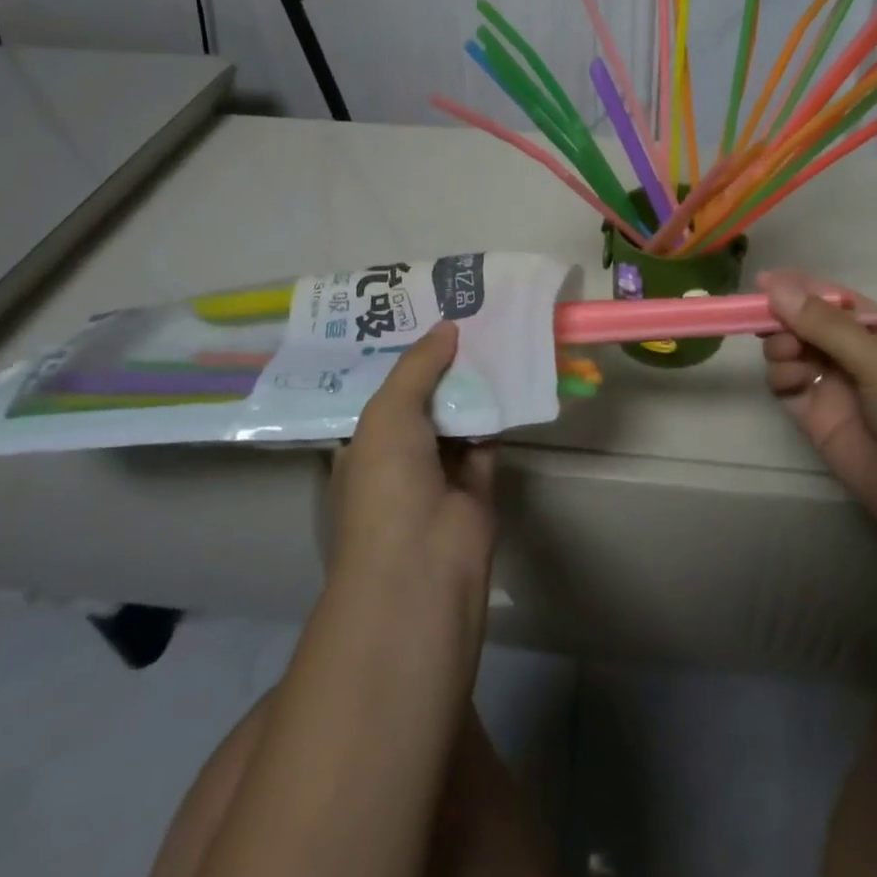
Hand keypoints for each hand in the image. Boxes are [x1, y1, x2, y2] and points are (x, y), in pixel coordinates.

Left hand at [328, 322, 496, 643]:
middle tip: (466, 316)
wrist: (423, 560)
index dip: (403, 357)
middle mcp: (399, 455)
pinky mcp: (477, 481)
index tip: (424, 318)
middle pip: (424, 399)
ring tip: (492, 332)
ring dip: (473, 383)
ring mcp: (439, 471)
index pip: (383, 392)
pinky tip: (512, 372)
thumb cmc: (386, 483)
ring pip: (458, 415)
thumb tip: (448, 326)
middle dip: (442, 364)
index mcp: (364, 444)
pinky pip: (487, 435)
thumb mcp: (388, 413)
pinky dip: (498, 409)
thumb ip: (417, 366)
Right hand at [758, 269, 876, 589]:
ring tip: (787, 355)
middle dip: (785, 317)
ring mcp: (834, 386)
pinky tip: (789, 379)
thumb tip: (775, 285)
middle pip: (805, 322)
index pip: (833, 298)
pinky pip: (786, 384)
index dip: (799, 286)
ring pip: (791, 350)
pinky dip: (780, 375)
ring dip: (781, 345)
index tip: (763, 281)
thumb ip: (826, 326)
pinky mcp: (816, 418)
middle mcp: (855, 354)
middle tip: (769, 323)